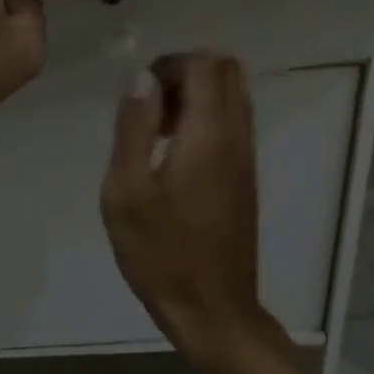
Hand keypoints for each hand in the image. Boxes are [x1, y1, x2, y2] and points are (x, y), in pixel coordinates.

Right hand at [100, 53, 274, 365]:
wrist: (213, 310)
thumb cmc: (161, 252)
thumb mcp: (127, 190)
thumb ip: (134, 127)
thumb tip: (142, 77)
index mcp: (209, 134)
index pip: (205, 64)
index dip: (170, 63)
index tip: (140, 94)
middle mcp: (237, 136)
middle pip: (227, 70)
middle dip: (186, 72)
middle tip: (150, 107)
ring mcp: (247, 156)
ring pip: (233, 95)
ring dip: (196, 96)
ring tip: (157, 131)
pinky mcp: (246, 176)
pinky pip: (233, 122)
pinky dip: (205, 118)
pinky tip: (174, 155)